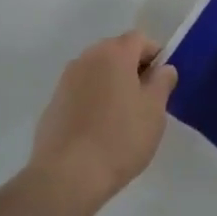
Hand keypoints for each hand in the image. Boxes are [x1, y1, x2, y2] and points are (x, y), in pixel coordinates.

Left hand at [27, 33, 177, 215]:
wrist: (66, 176)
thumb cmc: (119, 138)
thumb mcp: (154, 111)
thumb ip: (162, 82)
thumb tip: (163, 69)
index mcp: (114, 53)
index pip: (140, 39)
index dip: (155, 56)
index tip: (162, 83)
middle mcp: (87, 57)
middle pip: (116, 52)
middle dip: (133, 69)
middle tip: (145, 101)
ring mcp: (66, 79)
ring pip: (97, 72)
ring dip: (112, 85)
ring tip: (122, 118)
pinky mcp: (53, 103)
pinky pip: (81, 92)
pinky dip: (93, 101)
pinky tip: (98, 131)